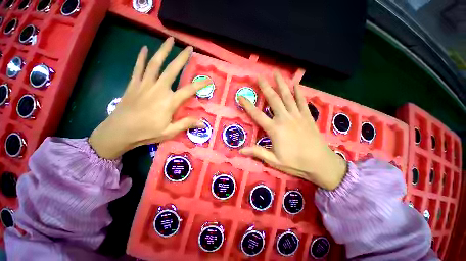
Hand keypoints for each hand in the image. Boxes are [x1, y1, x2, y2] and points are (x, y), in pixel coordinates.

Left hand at [89, 38, 206, 159]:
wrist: (119, 132)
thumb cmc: (147, 132)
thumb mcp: (170, 131)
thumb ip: (186, 124)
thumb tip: (203, 124)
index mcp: (169, 102)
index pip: (189, 90)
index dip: (199, 84)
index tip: (208, 79)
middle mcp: (159, 89)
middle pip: (172, 70)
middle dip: (182, 58)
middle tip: (189, 48)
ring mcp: (145, 84)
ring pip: (155, 64)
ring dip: (163, 51)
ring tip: (169, 39)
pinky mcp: (134, 84)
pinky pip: (138, 67)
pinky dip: (141, 57)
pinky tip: (144, 48)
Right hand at [238, 72, 346, 189]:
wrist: (320, 163)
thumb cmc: (295, 163)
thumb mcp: (273, 160)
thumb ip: (257, 152)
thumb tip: (241, 150)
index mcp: (274, 129)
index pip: (257, 115)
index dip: (247, 105)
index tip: (241, 96)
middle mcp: (285, 119)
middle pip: (273, 99)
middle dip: (265, 86)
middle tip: (259, 76)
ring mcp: (297, 116)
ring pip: (287, 96)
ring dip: (281, 83)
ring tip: (276, 73)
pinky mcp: (307, 116)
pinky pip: (302, 101)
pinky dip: (298, 91)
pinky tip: (295, 83)